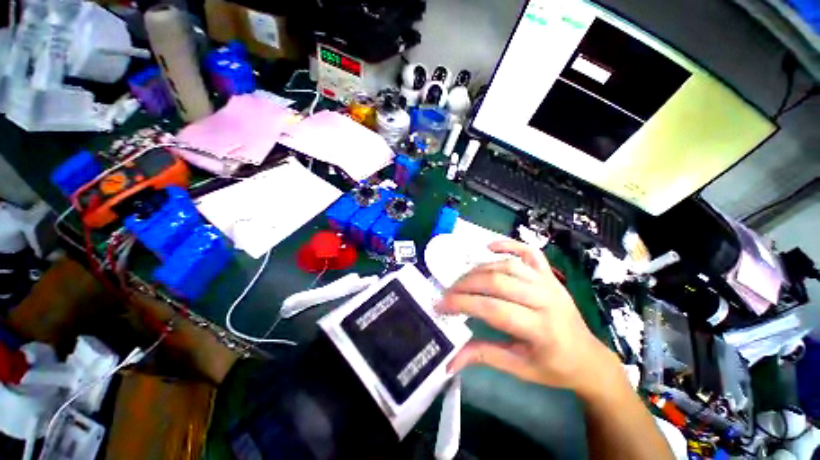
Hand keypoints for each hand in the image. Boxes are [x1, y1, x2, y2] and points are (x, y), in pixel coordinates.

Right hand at [436, 241, 619, 395]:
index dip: (463, 305)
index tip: (440, 306)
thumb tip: (449, 360)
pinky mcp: (553, 278)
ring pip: (511, 267)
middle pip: (500, 283)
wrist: (587, 358)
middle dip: (467, 285)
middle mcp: (546, 300)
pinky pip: (531, 254)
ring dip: (481, 269)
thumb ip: (485, 357)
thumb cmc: (554, 368)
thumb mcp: (520, 369)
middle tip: (446, 294)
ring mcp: (551, 285)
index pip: (494, 310)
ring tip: (461, 280)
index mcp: (539, 328)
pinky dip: (510, 245)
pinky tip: (490, 247)